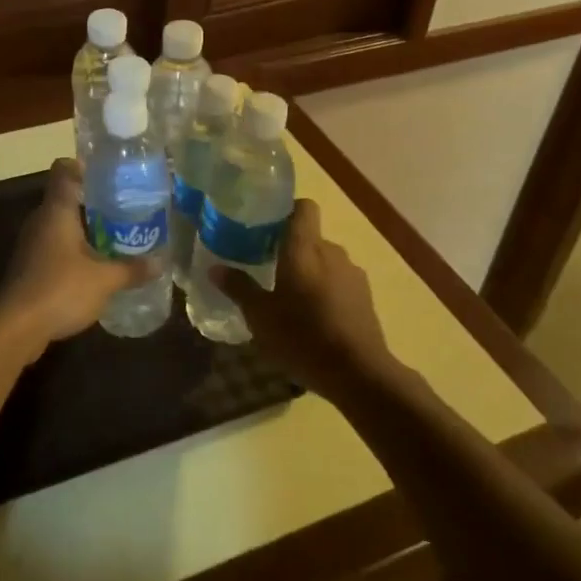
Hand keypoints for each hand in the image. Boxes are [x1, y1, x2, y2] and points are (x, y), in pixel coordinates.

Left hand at [0, 159, 158, 360]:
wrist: (15, 327)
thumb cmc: (60, 289)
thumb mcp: (104, 280)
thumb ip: (132, 269)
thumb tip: (160, 263)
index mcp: (57, 209)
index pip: (64, 169)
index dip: (84, 166)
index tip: (110, 175)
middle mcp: (41, 219)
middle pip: (66, 197)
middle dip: (95, 202)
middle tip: (125, 209)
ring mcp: (32, 243)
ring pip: (61, 224)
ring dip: (85, 229)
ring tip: (116, 237)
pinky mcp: (29, 266)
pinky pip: (55, 246)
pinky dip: (74, 250)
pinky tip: (94, 266)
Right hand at [209, 200, 399, 403]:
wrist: (359, 373)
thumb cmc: (302, 337)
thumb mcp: (260, 316)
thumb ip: (239, 288)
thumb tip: (215, 268)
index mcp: (304, 248)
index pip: (304, 207)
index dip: (287, 210)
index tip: (267, 226)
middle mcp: (331, 252)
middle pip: (310, 237)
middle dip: (292, 249)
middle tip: (269, 269)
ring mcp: (352, 274)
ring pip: (326, 261)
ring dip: (310, 272)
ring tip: (292, 299)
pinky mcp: (365, 297)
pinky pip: (340, 282)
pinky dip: (327, 291)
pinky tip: (315, 318)